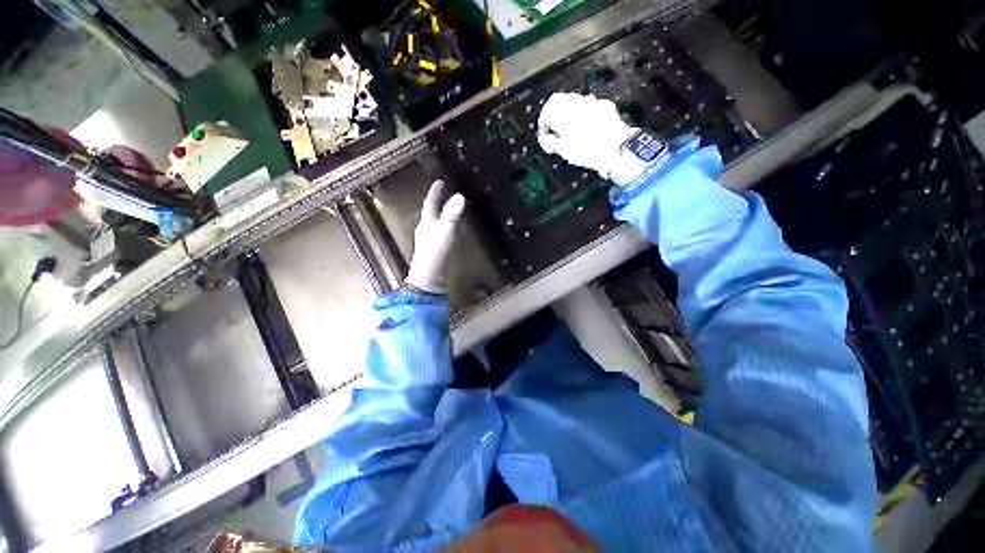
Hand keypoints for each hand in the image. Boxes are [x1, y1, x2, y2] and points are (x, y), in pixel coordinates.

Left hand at [405, 180, 465, 293]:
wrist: (429, 278)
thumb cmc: (435, 253)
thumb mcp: (445, 232)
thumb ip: (452, 215)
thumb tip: (460, 196)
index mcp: (427, 222)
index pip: (430, 203)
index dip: (435, 192)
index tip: (440, 181)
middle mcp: (426, 229)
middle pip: (431, 212)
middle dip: (437, 201)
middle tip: (445, 192)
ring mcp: (429, 240)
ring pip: (435, 222)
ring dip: (441, 213)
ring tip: (450, 207)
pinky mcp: (435, 250)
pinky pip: (440, 232)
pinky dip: (446, 226)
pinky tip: (451, 230)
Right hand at [537, 92, 637, 180]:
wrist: (615, 148)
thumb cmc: (585, 150)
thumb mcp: (562, 150)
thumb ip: (550, 142)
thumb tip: (544, 139)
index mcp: (561, 112)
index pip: (545, 112)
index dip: (543, 125)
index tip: (544, 136)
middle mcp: (575, 102)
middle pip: (559, 102)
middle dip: (554, 115)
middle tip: (555, 130)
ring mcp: (591, 102)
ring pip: (574, 102)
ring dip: (568, 112)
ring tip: (569, 129)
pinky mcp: (604, 106)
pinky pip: (589, 106)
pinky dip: (584, 113)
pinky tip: (586, 126)